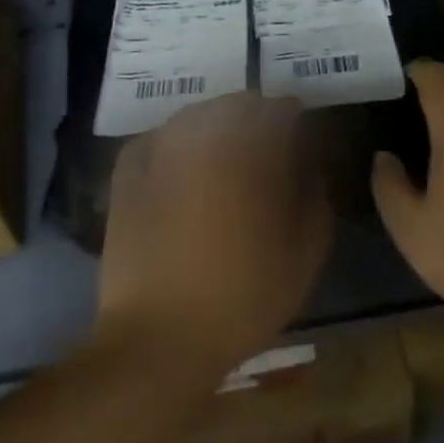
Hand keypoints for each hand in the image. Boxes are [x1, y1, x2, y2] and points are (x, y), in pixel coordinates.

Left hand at [96, 92, 333, 379]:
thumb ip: (315, 197)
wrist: (161, 337)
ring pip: (195, 115)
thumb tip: (309, 166)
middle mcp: (205, 136)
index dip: (294, 120)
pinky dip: (174, 141)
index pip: (280, 110)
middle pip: (236, 105)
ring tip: (222, 155)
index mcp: (252, 150)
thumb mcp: (304, 252)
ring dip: (215, 124)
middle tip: (264, 148)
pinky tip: (180, 164)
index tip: (300, 140)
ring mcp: (161, 149)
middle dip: (256, 118)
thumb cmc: (244, 295)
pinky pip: (157, 137)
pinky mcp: (128, 172)